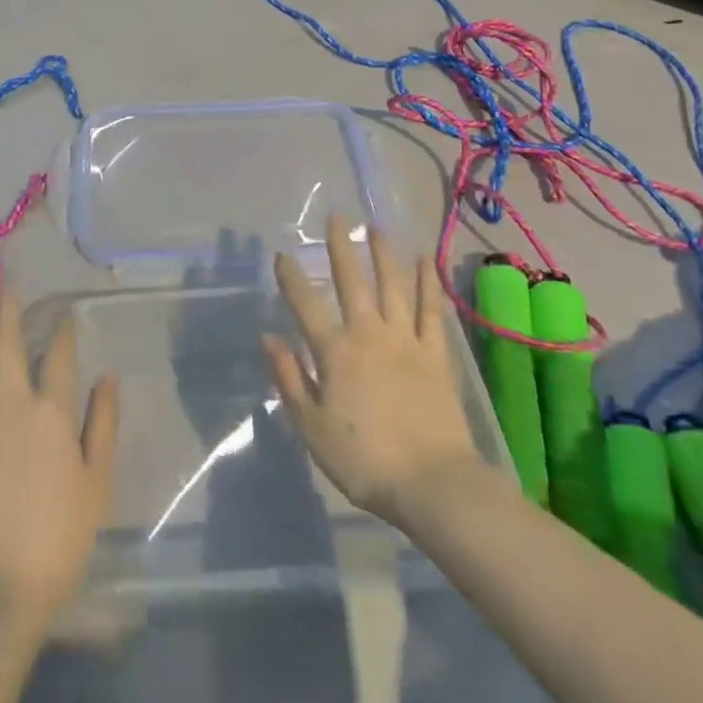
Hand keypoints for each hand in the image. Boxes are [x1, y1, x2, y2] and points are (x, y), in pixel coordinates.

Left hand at [0, 284, 118, 642]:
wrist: (1, 583)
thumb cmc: (59, 537)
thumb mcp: (97, 482)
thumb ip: (102, 424)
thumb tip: (108, 375)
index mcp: (53, 413)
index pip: (61, 357)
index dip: (63, 330)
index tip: (64, 312)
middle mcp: (14, 403)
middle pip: (11, 344)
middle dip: (9, 309)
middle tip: (7, 280)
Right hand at [262, 219, 477, 527]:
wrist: (432, 483)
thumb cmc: (363, 459)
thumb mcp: (311, 426)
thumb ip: (289, 378)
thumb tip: (268, 337)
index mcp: (334, 352)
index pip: (306, 304)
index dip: (291, 277)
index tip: (282, 254)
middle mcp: (368, 334)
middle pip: (351, 282)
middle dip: (340, 248)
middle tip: (336, 218)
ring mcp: (404, 340)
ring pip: (392, 286)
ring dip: (383, 254)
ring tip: (377, 227)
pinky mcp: (435, 354)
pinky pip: (430, 310)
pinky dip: (427, 284)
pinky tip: (424, 261)